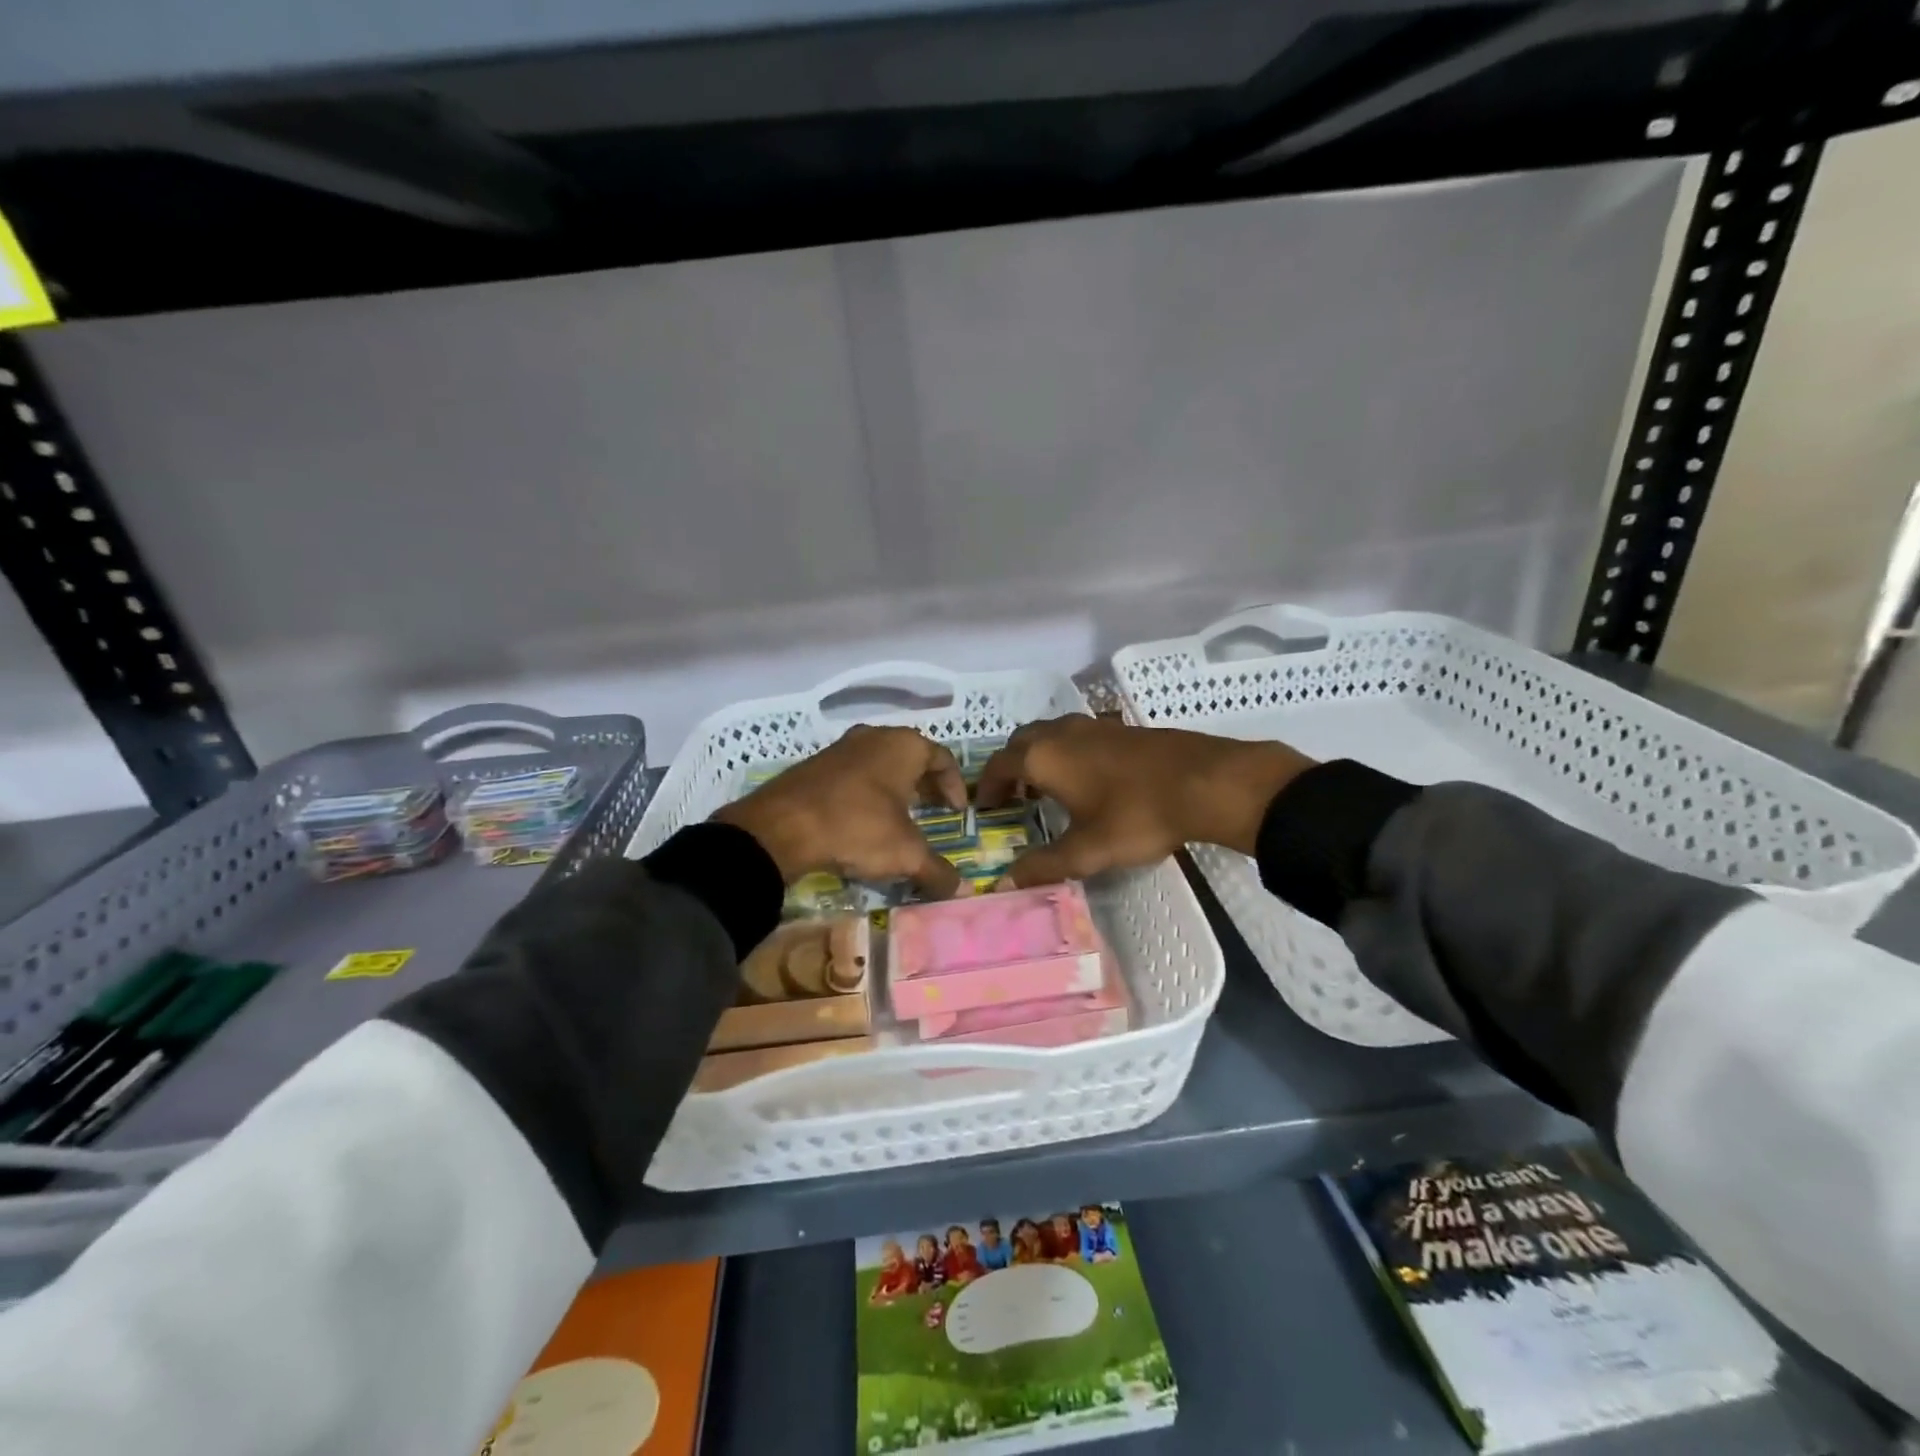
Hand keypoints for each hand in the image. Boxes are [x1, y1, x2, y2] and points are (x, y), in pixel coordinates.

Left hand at [714, 725, 967, 897]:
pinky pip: (853, 775)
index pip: (942, 758)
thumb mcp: (905, 854)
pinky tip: (862, 821)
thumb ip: (937, 871)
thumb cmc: (857, 827)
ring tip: (899, 819)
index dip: (955, 785)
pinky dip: (866, 793)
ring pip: (880, 764)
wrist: (780, 827)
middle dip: (926, 785)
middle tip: (934, 811)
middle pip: (911, 757)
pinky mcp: (814, 765)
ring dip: (894, 789)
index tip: (957, 812)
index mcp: (903, 745)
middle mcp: (874, 736)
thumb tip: (962, 891)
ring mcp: (841, 748)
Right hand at [975, 716, 1315, 888]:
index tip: (985, 808)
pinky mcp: (1121, 728)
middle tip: (1012, 798)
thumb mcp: (1087, 850)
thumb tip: (1004, 884)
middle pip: (1021, 742)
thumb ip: (1044, 866)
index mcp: (1043, 757)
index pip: (999, 765)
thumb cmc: (1137, 815)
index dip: (987, 787)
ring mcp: (1093, 725)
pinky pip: (1077, 736)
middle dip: (1011, 768)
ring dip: (1039, 758)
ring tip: (1045, 790)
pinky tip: (1086, 780)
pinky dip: (1066, 754)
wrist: (1205, 781)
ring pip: (1051, 735)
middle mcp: (1061, 732)